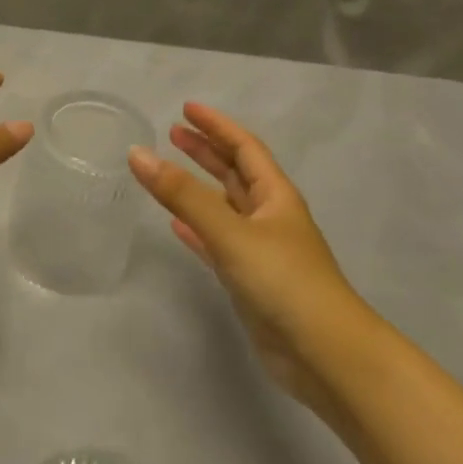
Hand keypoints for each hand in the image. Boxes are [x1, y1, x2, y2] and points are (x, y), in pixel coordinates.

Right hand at [128, 103, 376, 418]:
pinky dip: (196, 230)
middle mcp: (270, 217)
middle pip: (234, 173)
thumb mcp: (230, 231)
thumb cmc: (283, 281)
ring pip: (224, 207)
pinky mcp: (249, 280)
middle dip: (206, 151)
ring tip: (167, 172)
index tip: (186, 108)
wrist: (324, 354)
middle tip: (173, 134)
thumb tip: (138, 154)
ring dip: (198, 187)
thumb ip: (183, 194)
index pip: (244, 147)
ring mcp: (260, 250)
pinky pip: (216, 243)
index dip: (217, 126)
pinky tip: (175, 227)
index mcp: (275, 196)